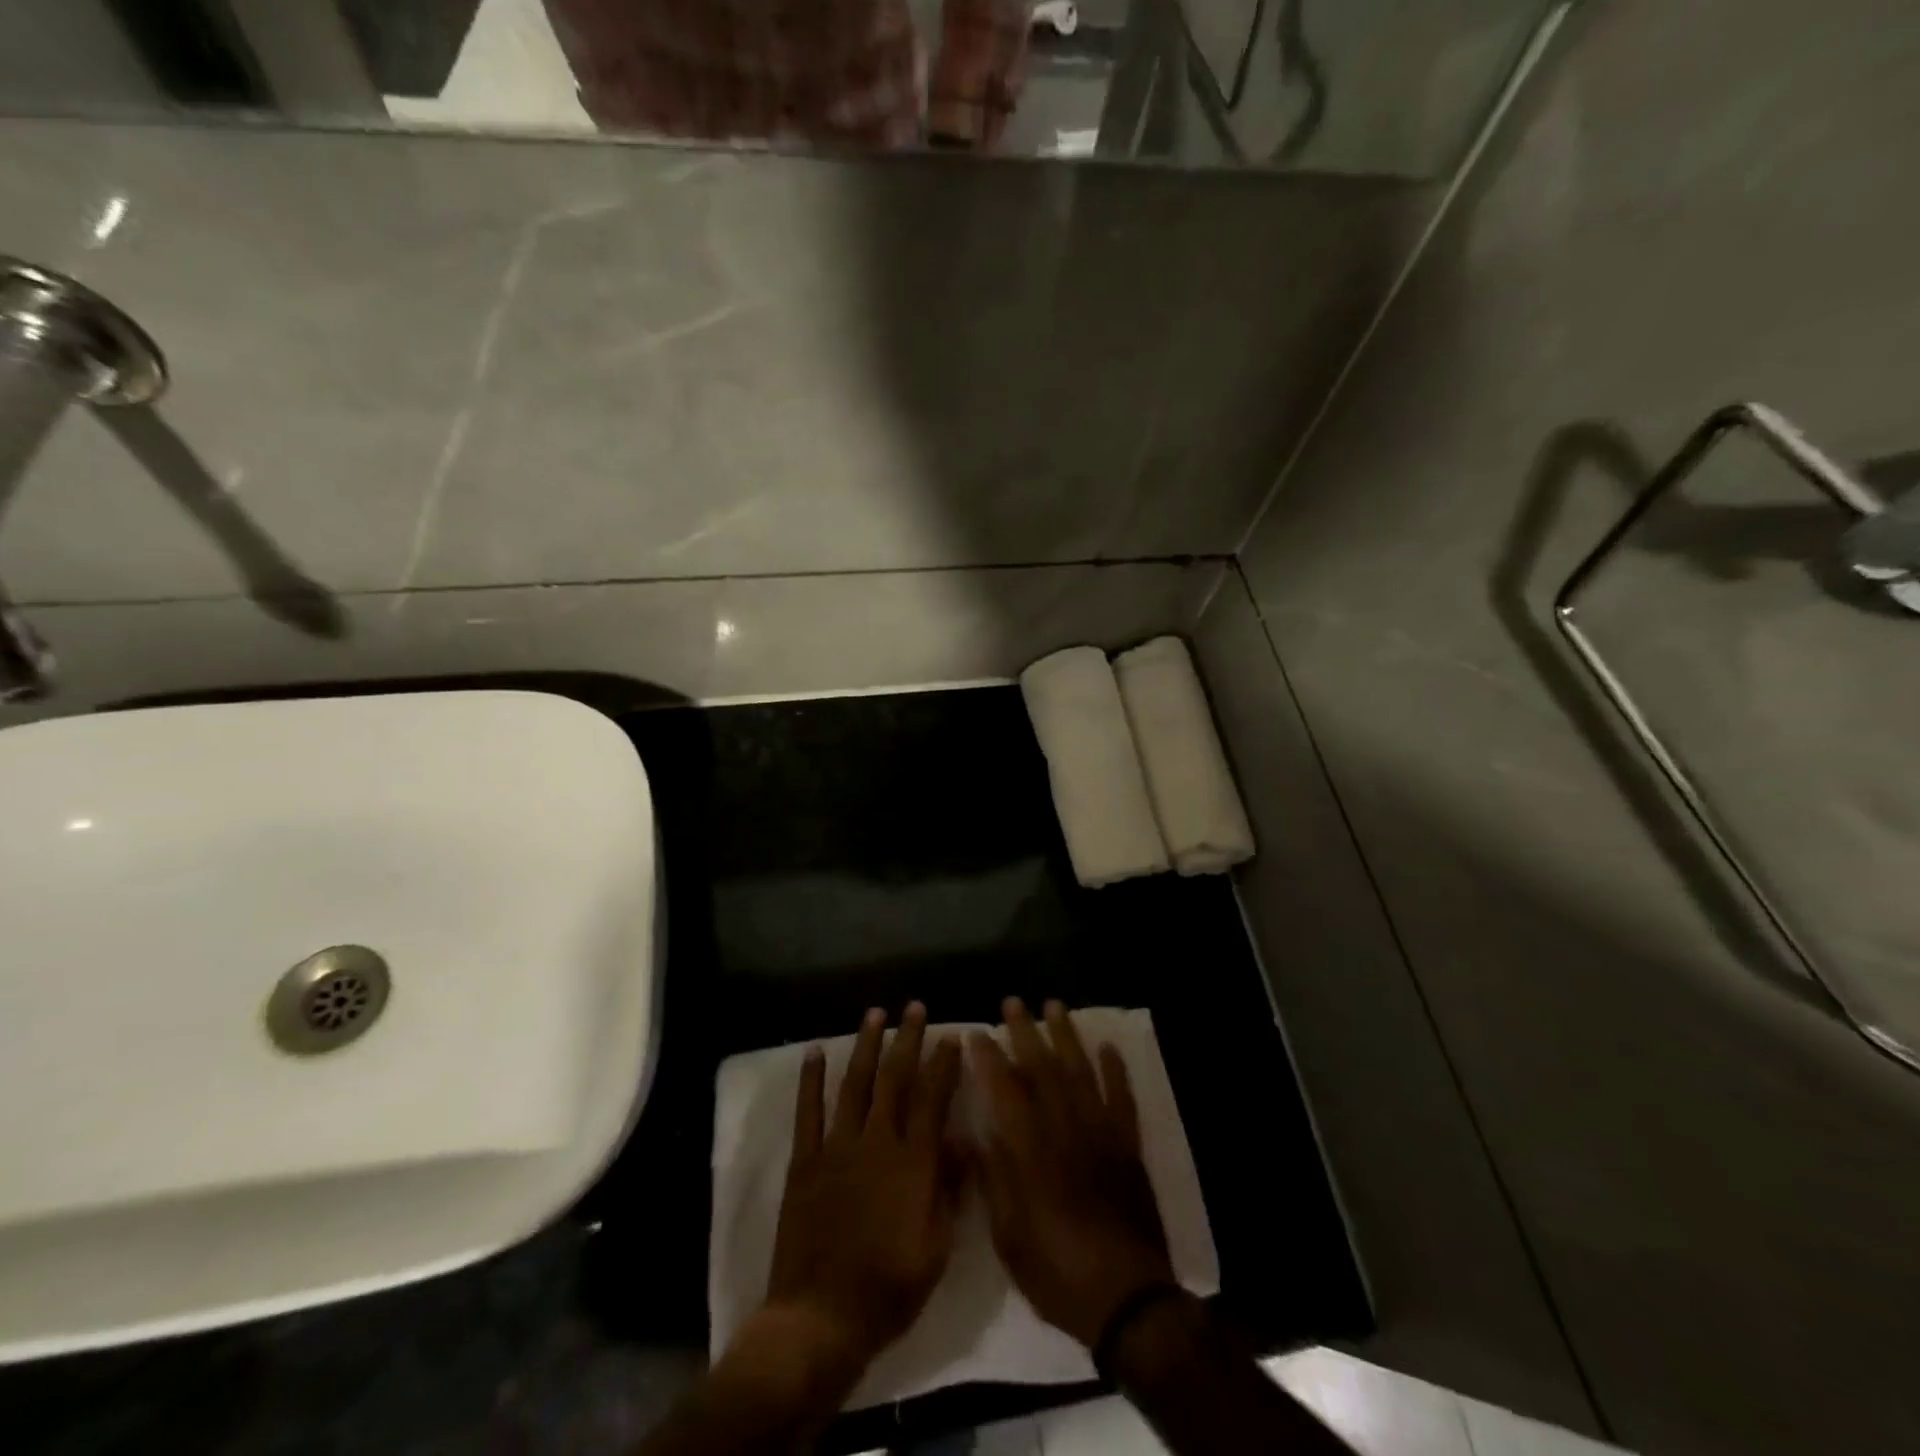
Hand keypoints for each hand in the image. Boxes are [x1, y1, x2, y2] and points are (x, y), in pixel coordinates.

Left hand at [764, 1003, 964, 1381]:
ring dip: (866, 1046)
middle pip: (895, 1079)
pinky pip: (808, 1112)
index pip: (932, 1098)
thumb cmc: (889, 1287)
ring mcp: (837, 1147)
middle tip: (915, 1007)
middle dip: (907, 1039)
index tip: (951, 1036)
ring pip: (855, 1084)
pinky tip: (815, 1051)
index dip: (943, 1064)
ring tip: (875, 1013)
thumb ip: (949, 1189)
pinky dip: (811, 1079)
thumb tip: (964, 1142)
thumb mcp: (937, 1247)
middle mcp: (877, 1142)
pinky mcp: (806, 1161)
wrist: (821, 1317)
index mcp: (913, 1162)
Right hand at [969, 998, 1175, 1348]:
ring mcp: (1101, 1135)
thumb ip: (993, 1181)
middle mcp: (1065, 1131)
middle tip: (1013, 1002)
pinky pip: (1122, 1099)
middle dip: (1025, 1033)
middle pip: (1043, 1070)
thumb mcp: (1009, 1238)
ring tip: (1055, 1006)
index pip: (1005, 1091)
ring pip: (1081, 1073)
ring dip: (1067, 1037)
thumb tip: (975, 1134)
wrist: (1127, 1300)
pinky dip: (1115, 1071)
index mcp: (1031, 1153)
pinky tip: (1107, 1047)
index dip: (989, 1059)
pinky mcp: (1128, 1147)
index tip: (976, 1033)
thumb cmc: (1058, 1272)